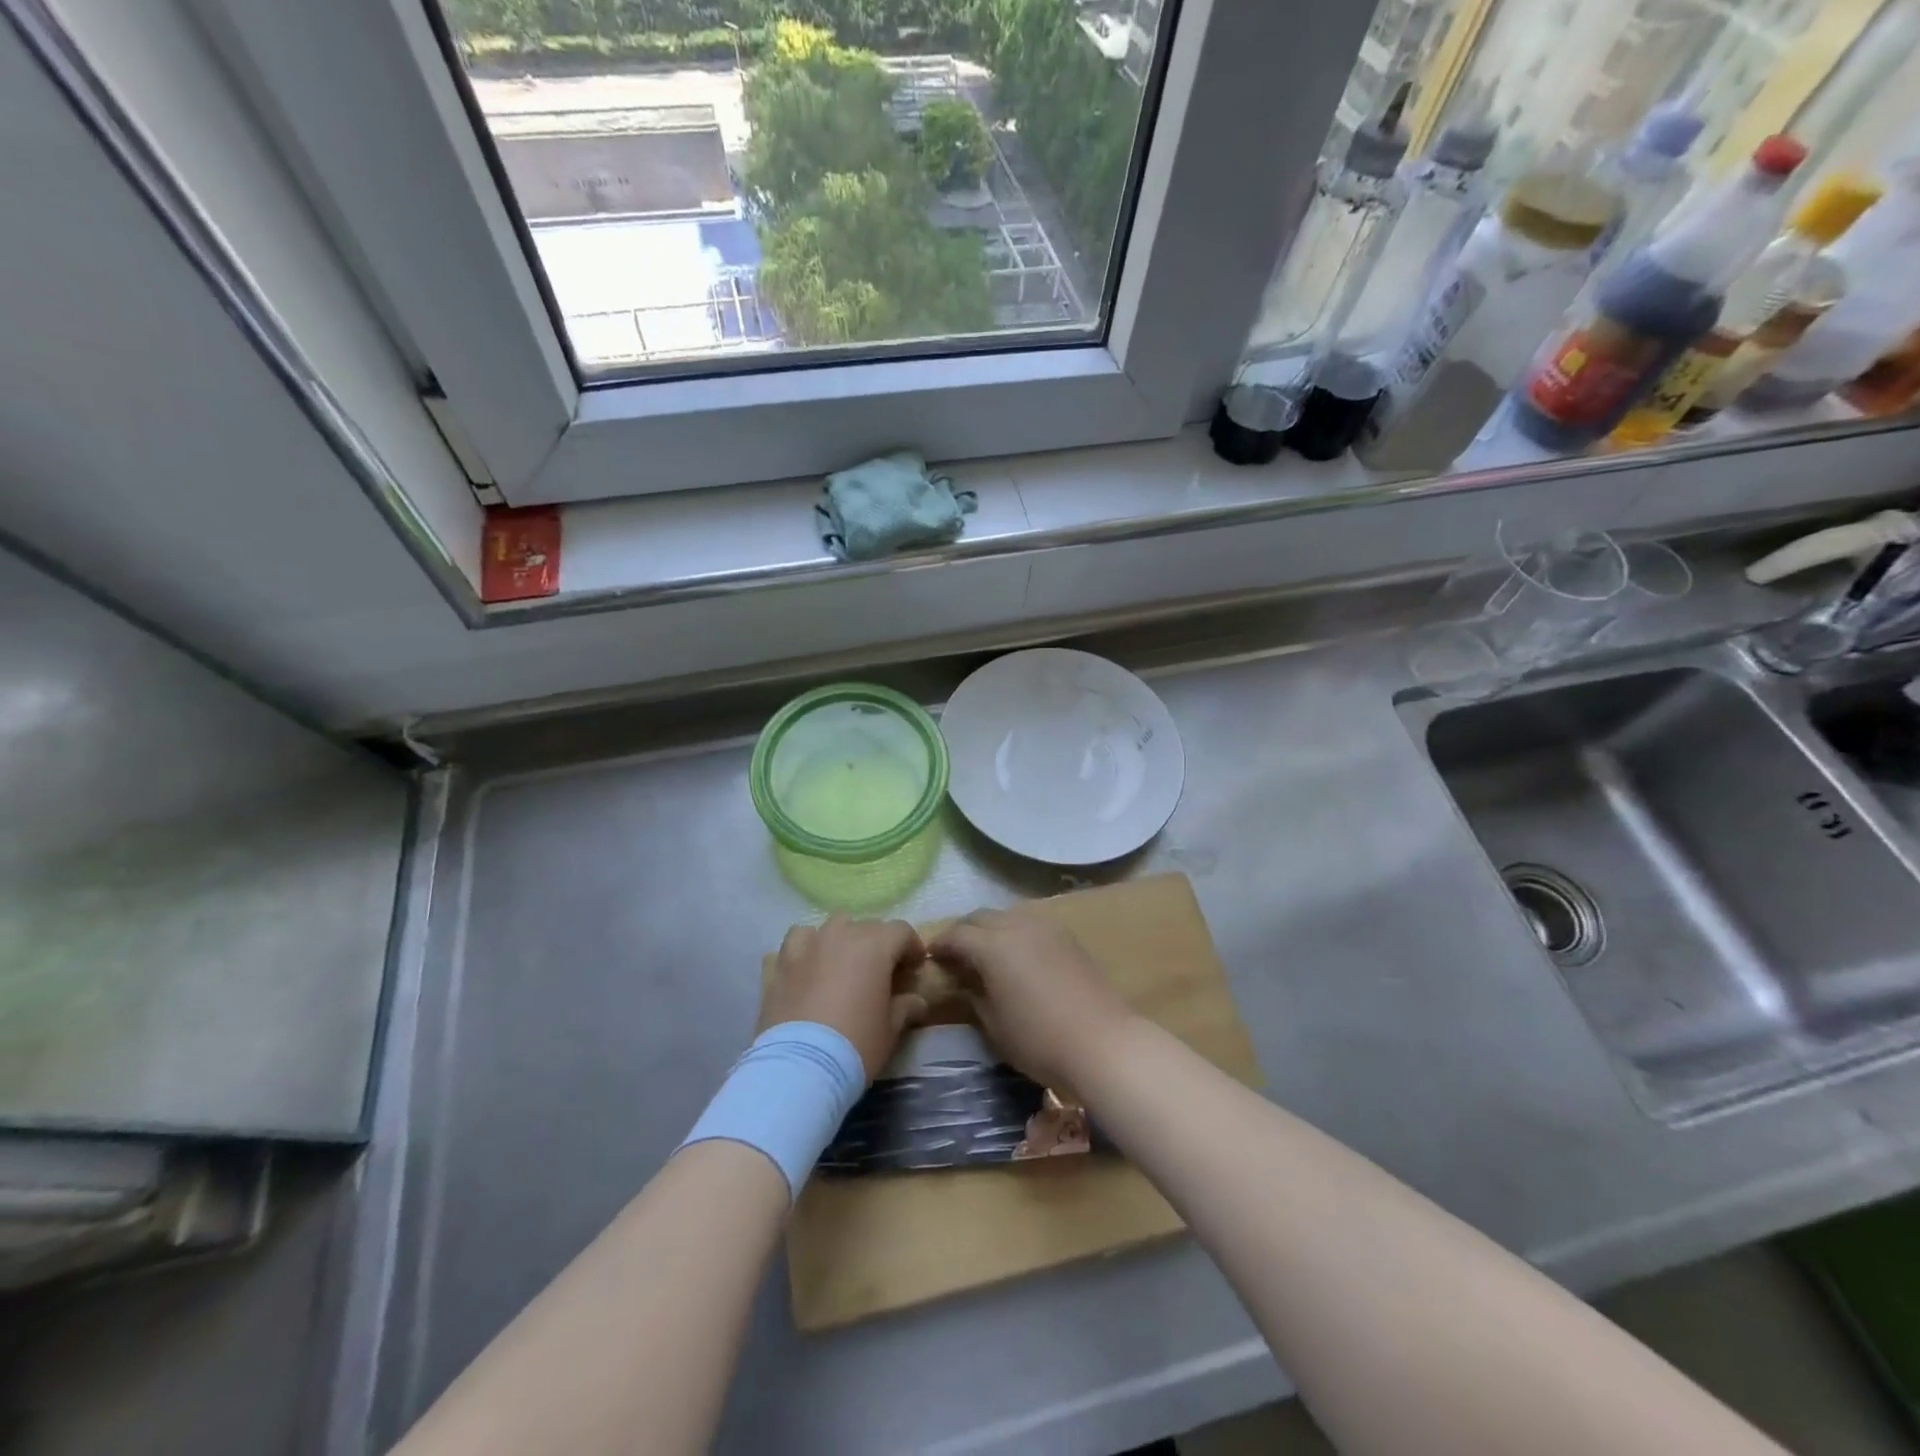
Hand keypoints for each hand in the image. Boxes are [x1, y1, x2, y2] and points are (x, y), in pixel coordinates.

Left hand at [761, 916, 927, 1079]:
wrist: (801, 1066)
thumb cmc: (856, 1044)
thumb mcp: (891, 1029)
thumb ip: (905, 1007)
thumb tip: (916, 1001)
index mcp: (875, 945)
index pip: (901, 931)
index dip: (912, 947)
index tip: (913, 968)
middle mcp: (842, 934)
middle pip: (868, 927)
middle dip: (879, 945)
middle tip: (881, 973)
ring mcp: (810, 944)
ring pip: (833, 926)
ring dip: (843, 940)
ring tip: (844, 965)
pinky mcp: (783, 961)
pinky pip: (800, 939)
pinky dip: (809, 946)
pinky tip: (810, 965)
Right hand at [929, 908, 1136, 1092]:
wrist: (1102, 1042)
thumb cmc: (1039, 1039)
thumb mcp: (994, 1025)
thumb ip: (974, 996)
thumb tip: (964, 981)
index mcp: (992, 945)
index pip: (957, 935)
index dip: (940, 945)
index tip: (930, 957)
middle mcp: (1016, 925)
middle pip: (981, 917)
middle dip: (964, 931)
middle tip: (955, 954)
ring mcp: (1046, 927)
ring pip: (1007, 915)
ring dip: (991, 928)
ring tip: (986, 953)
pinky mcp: (1067, 936)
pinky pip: (1031, 923)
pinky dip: (1015, 932)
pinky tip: (1018, 955)